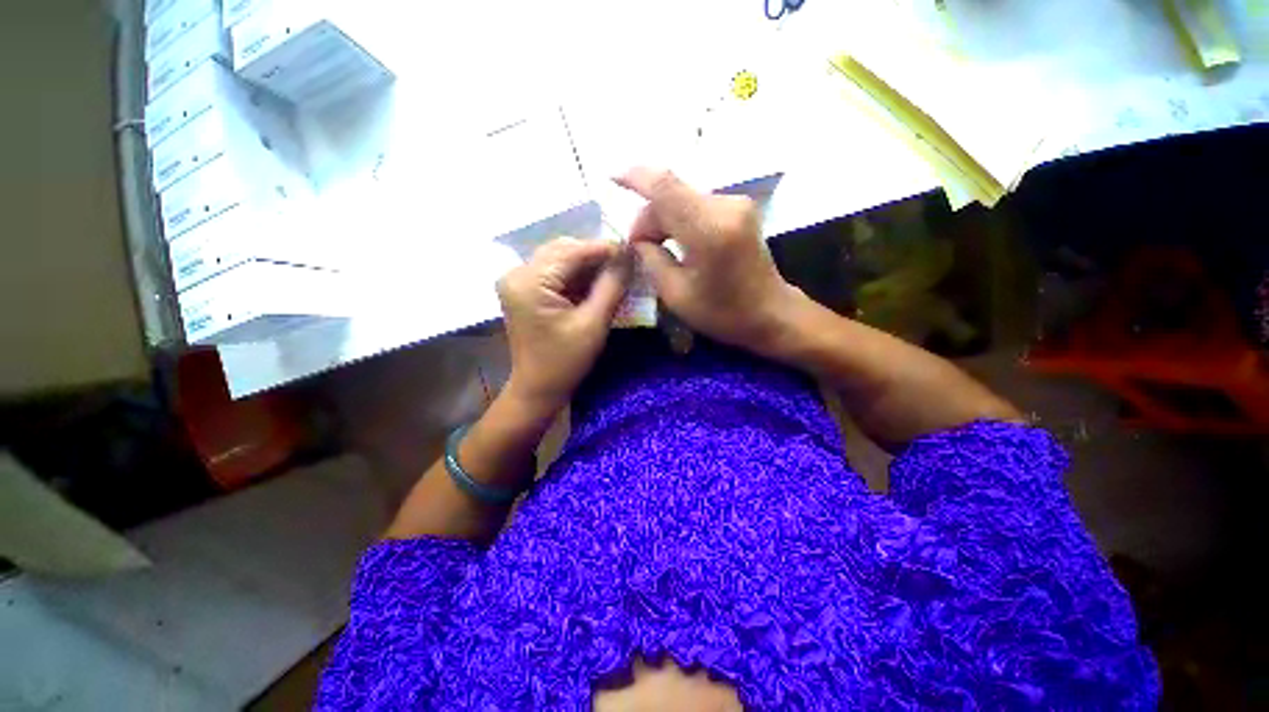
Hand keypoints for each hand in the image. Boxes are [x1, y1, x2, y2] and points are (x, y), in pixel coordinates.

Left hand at [497, 237, 631, 413]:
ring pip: (561, 258)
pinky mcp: (525, 289)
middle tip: (626, 263)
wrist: (538, 389)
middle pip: (564, 250)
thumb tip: (629, 254)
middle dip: (597, 255)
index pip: (572, 251)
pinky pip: (556, 272)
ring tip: (616, 272)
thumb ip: (612, 286)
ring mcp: (519, 280)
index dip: (605, 248)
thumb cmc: (565, 362)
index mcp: (529, 282)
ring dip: (589, 265)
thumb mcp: (593, 324)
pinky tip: (598, 282)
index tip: (634, 250)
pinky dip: (578, 275)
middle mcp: (518, 273)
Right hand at [615, 167, 802, 354]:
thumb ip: (651, 260)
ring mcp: (737, 204)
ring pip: (683, 199)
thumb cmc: (723, 313)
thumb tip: (638, 240)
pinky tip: (676, 241)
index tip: (611, 177)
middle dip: (648, 218)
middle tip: (639, 249)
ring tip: (657, 249)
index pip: (665, 187)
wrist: (771, 313)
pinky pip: (697, 205)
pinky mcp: (740, 209)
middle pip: (671, 195)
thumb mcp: (676, 295)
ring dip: (663, 219)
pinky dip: (680, 219)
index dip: (635, 177)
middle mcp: (726, 206)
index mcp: (709, 230)